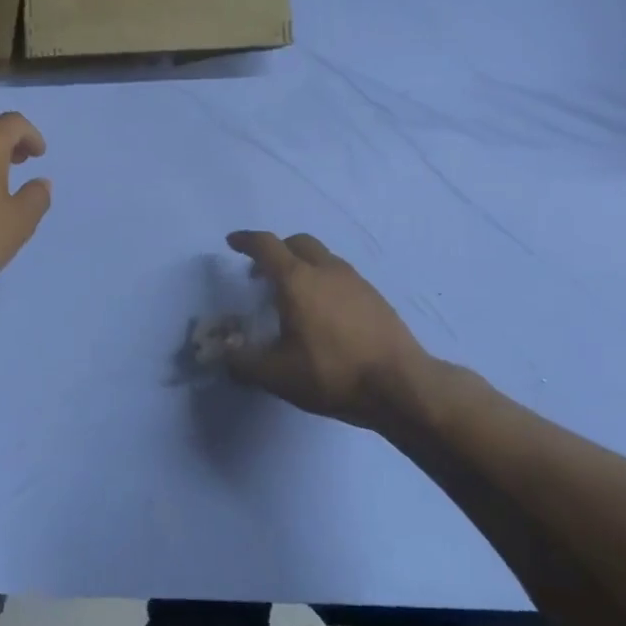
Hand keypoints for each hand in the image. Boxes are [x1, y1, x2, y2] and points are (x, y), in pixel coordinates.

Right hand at [223, 231, 430, 430]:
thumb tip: (224, 352)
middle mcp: (325, 270)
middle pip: (297, 243)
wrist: (401, 385)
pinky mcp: (374, 296)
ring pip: (322, 257)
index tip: (232, 242)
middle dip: (276, 250)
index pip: (266, 246)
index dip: (246, 241)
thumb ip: (243, 362)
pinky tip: (324, 311)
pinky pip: (340, 275)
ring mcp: (355, 280)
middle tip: (261, 273)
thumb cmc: (332, 373)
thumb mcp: (277, 375)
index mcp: (297, 280)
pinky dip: (323, 280)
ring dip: (301, 264)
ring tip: (293, 294)